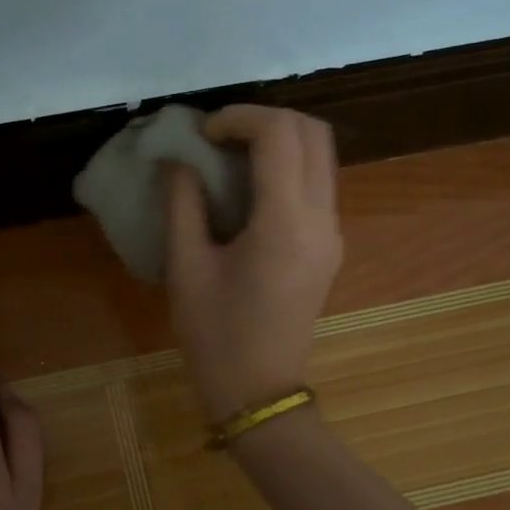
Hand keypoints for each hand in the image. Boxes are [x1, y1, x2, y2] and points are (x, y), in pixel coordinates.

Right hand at [165, 105, 343, 421]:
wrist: (259, 392)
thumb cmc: (216, 335)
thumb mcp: (186, 268)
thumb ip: (183, 204)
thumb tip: (177, 161)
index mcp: (285, 223)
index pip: (279, 135)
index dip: (239, 117)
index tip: (203, 133)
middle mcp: (321, 219)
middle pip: (313, 132)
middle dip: (266, 119)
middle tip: (220, 136)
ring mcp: (332, 233)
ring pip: (322, 155)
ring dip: (280, 140)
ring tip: (231, 155)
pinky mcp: (330, 246)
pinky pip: (318, 183)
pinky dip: (288, 166)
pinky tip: (249, 187)